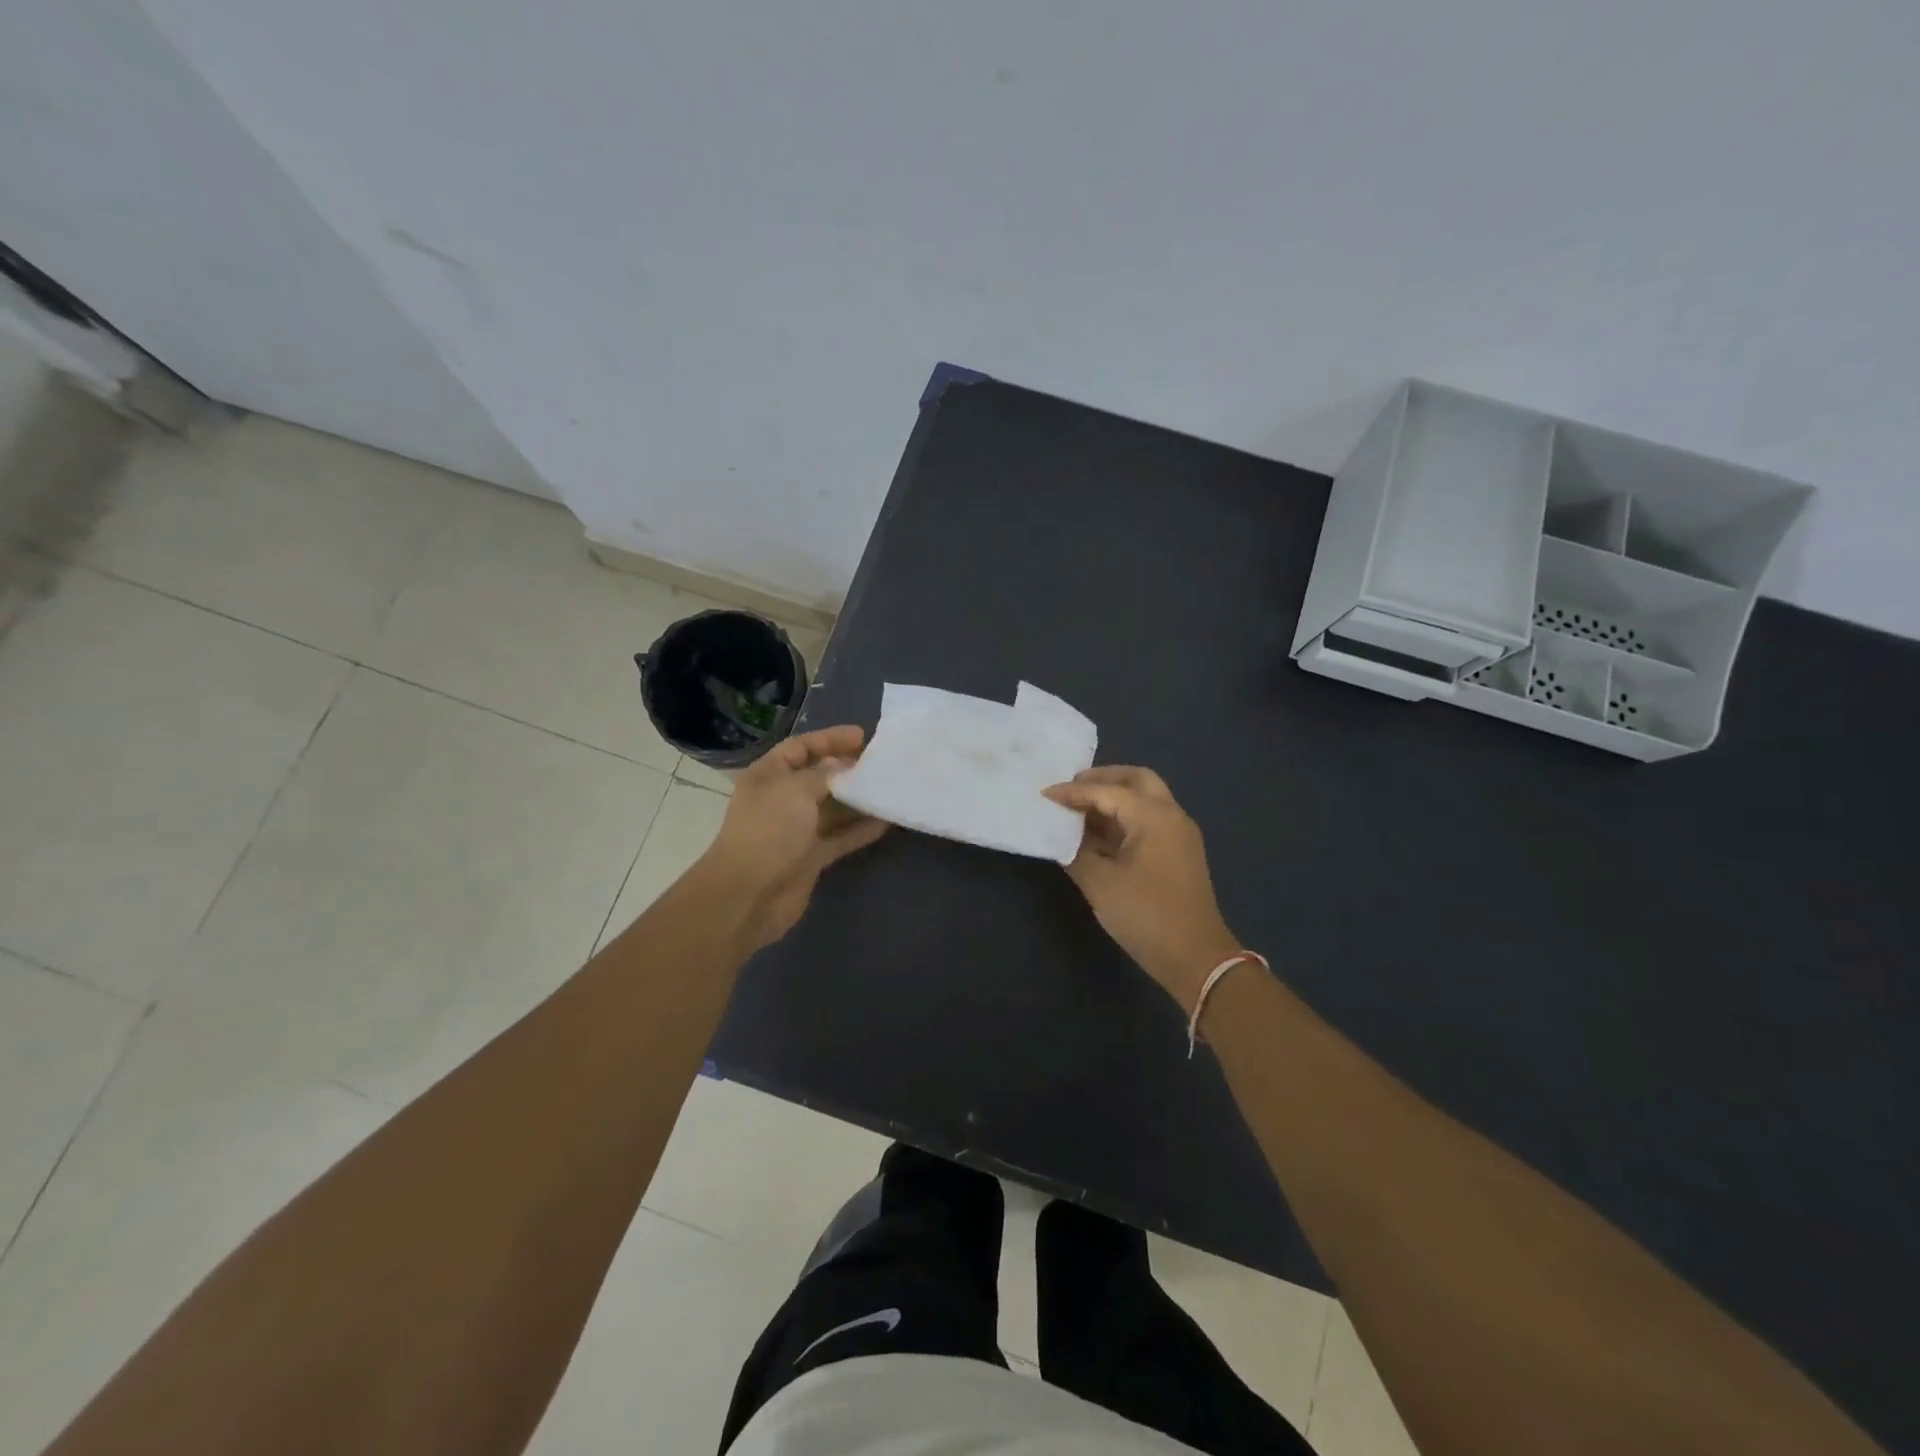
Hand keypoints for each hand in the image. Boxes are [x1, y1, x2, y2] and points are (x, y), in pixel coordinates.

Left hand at [701, 724, 888, 949]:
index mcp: (768, 776)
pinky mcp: (811, 857)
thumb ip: (824, 774)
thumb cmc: (769, 831)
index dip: (829, 739)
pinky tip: (886, 821)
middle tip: (881, 762)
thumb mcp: (795, 790)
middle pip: (819, 777)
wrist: (750, 895)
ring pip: (833, 808)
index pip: (800, 748)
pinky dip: (861, 829)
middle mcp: (781, 800)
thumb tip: (843, 767)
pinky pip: (841, 837)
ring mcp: (797, 830)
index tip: (862, 736)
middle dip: (848, 768)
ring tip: (889, 788)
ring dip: (858, 799)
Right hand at [1044, 766, 1240, 1004]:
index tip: (1044, 794)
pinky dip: (1123, 818)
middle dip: (1102, 779)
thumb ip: (1075, 852)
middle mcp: (1171, 815)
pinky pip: (1148, 820)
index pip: (1106, 791)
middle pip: (1136, 780)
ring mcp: (1178, 834)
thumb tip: (1061, 837)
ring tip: (1078, 810)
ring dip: (1113, 798)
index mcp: (1153, 816)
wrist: (1196, 958)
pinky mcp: (1178, 853)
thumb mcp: (1100, 884)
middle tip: (1071, 789)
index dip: (1072, 792)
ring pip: (1145, 799)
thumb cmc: (1146, 915)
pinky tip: (1097, 834)